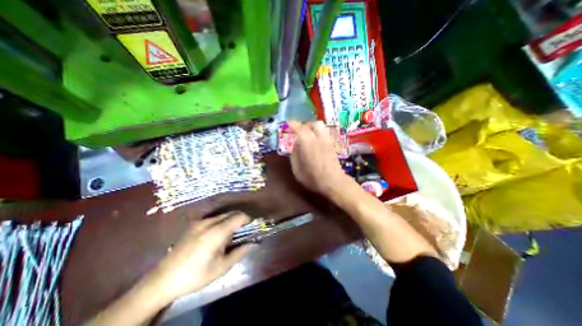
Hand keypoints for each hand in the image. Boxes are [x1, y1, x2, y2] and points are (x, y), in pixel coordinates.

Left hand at [145, 212, 251, 301]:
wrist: (162, 280)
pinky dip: (221, 222)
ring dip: (230, 220)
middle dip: (240, 219)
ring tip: (230, 234)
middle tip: (243, 231)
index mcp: (217, 232)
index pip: (239, 217)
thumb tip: (253, 243)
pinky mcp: (193, 225)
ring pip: (222, 215)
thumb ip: (239, 252)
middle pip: (231, 213)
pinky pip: (213, 218)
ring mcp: (200, 222)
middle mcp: (209, 222)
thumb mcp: (221, 267)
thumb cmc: (195, 275)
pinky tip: (217, 235)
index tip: (252, 226)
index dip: (248, 219)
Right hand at [289, 120, 346, 194]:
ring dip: (313, 128)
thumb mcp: (297, 169)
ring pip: (321, 126)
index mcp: (307, 143)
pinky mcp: (333, 145)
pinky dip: (319, 133)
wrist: (333, 182)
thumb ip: (294, 154)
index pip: (300, 128)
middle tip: (299, 131)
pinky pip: (325, 133)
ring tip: (308, 136)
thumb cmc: (312, 177)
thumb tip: (296, 145)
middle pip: (313, 124)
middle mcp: (319, 138)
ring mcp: (327, 140)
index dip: (293, 124)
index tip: (288, 123)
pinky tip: (316, 141)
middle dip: (305, 125)